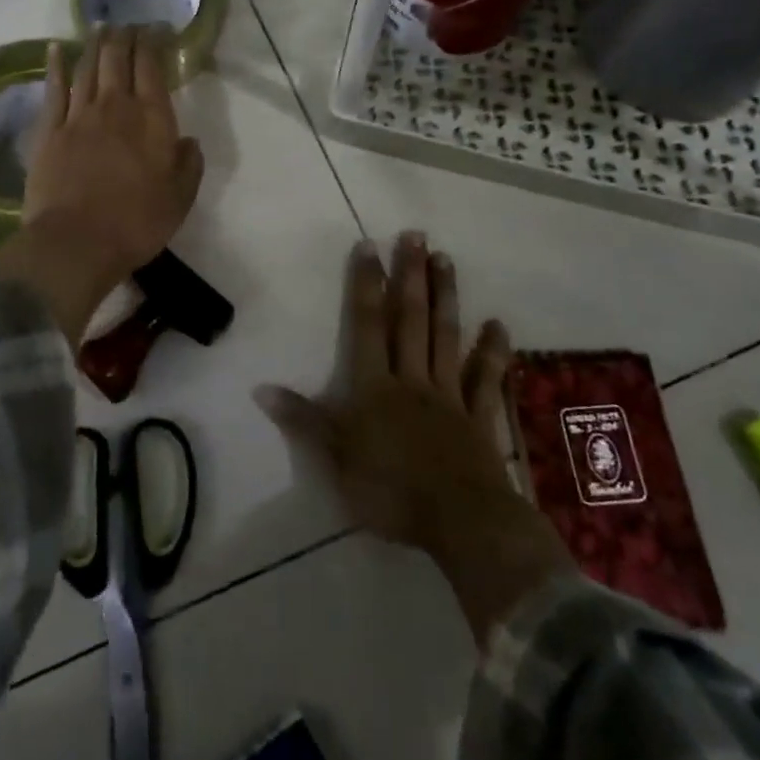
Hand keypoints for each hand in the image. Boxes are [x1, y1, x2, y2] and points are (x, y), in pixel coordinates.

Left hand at [0, 25, 203, 341]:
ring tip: (101, 27)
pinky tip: (55, 49)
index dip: (154, 43)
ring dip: (95, 44)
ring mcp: (78, 116)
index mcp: (151, 119)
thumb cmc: (136, 223)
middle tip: (129, 24)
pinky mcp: (48, 131)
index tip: (157, 28)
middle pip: (118, 59)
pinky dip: (55, 66)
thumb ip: (189, 163)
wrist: (76, 242)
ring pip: (88, 68)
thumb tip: (188, 140)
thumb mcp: (180, 198)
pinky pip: (53, 89)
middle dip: (125, 37)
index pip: (152, 68)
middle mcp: (115, 107)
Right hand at [257, 232, 572, 644]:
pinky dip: (493, 352)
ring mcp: (450, 396)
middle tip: (416, 235)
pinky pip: (487, 380)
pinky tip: (499, 325)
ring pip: (447, 337)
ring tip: (446, 259)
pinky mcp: (480, 419)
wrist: (461, 524)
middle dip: (410, 276)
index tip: (369, 246)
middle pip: (411, 320)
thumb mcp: (335, 461)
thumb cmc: (391, 493)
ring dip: (446, 297)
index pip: (368, 325)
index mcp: (376, 387)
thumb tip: (260, 388)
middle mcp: (413, 380)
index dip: (367, 285)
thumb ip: (303, 421)